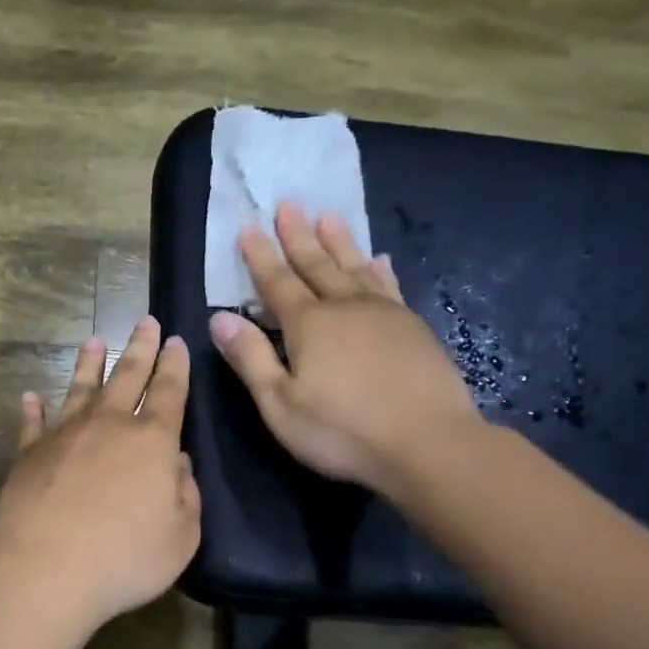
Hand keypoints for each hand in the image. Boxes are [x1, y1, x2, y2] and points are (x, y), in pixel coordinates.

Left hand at [0, 316, 201, 630]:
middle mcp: (108, 426)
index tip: (178, 341)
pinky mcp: (28, 454)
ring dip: (89, 364)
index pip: (169, 393)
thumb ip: (186, 495)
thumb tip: (178, 463)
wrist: (44, 570)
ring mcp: (64, 436)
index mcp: (152, 442)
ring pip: (81, 389)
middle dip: (140, 348)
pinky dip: (33, 409)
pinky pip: (33, 424)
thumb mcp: (181, 537)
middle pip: (128, 377)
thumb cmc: (124, 558)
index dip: (176, 366)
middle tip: (146, 321)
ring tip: (94, 341)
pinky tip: (31, 397)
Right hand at [209, 203, 482, 488]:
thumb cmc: (343, 431)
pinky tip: (379, 259)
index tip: (249, 226)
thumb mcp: (280, 404)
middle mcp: (345, 307)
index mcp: (308, 325)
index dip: (260, 256)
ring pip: (355, 267)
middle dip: (298, 235)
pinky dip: (380, 269)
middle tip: (288, 204)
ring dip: (339, 242)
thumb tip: (219, 319)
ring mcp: (385, 314)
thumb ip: (250, 358)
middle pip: (316, 264)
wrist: (429, 444)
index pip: (277, 283)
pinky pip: (389, 286)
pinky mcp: (413, 328)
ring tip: (328, 215)